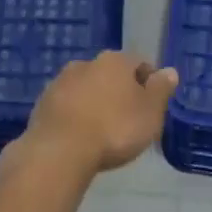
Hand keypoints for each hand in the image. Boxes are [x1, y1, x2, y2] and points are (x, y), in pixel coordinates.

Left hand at [17, 51, 178, 173]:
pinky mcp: (42, 103)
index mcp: (115, 61)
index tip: (152, 106)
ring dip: (95, 102)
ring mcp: (60, 82)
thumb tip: (169, 71)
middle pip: (110, 74)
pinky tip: (81, 136)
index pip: (139, 63)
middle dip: (120, 92)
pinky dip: (76, 115)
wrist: (60, 150)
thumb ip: (161, 90)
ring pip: (86, 88)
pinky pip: (67, 106)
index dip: (149, 83)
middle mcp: (86, 63)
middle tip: (128, 119)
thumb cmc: (114, 129)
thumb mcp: (150, 113)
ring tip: (103, 130)